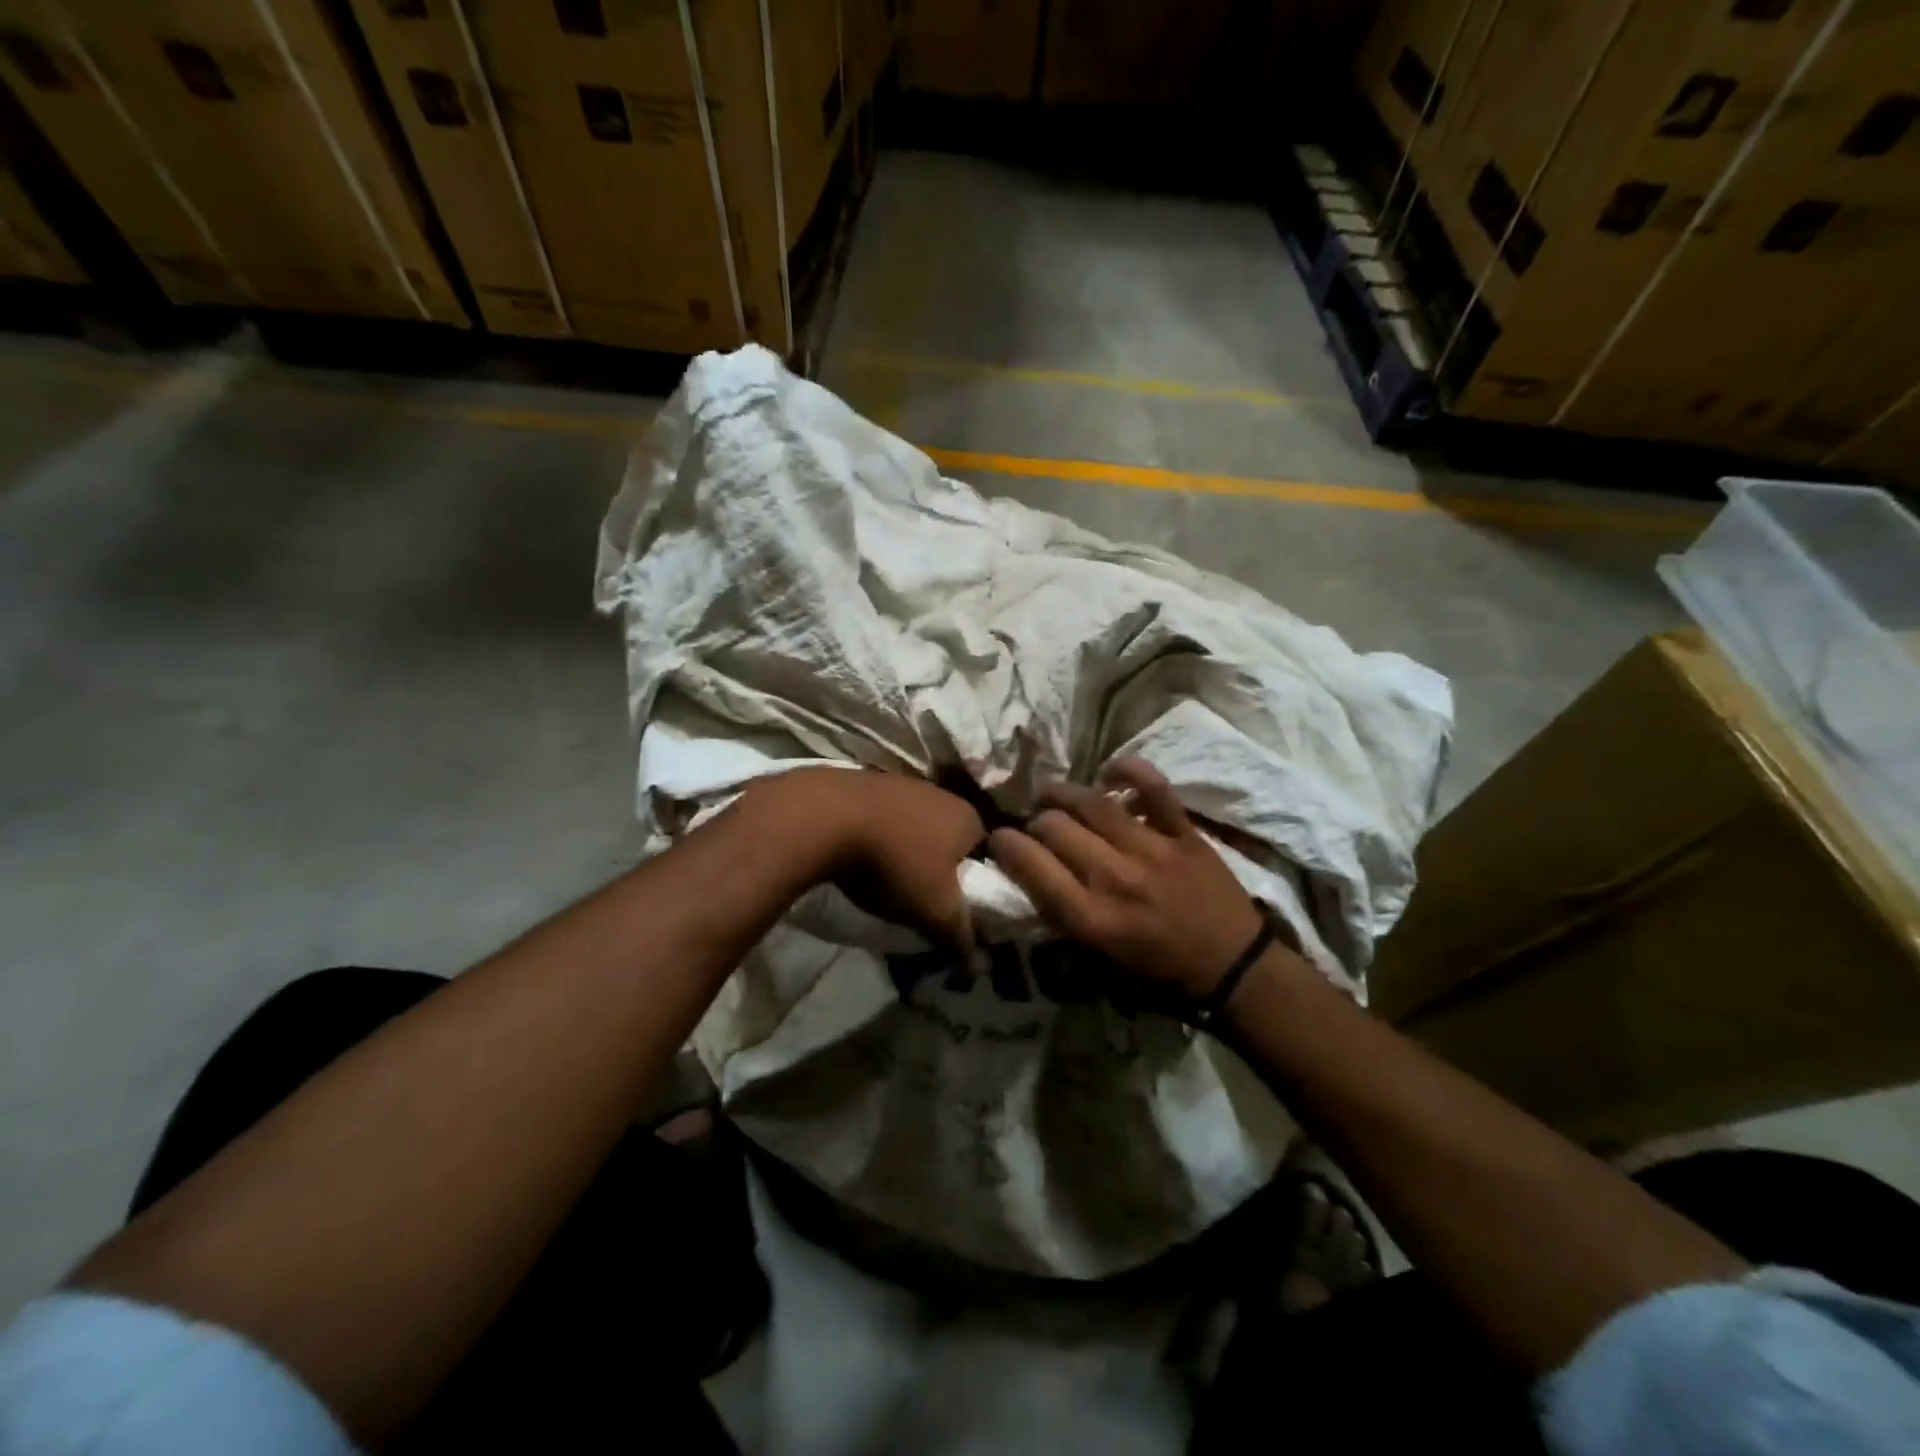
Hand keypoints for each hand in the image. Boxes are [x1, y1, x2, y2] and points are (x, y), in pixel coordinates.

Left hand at [753, 767, 985, 944]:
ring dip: (906, 850)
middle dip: (939, 866)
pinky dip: (879, 837)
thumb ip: (962, 936)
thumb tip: (978, 965)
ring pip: (915, 826)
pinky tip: (862, 857)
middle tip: (923, 898)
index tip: (958, 906)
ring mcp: (902, 784)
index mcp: (969, 817)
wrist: (827, 817)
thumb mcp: (936, 910)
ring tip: (889, 880)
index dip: (976, 883)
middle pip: (949, 838)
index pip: (987, 854)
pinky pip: (884, 818)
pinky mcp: (866, 783)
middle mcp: (941, 794)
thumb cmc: (896, 862)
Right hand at [987, 759, 1266, 998]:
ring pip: (1093, 804)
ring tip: (1053, 794)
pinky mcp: (1184, 835)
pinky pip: (1154, 790)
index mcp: (1091, 917)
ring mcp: (1151, 851)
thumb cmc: (1161, 974)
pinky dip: (1130, 772)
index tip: (1000, 839)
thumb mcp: (1100, 961)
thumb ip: (1064, 919)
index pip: (1031, 865)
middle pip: (1055, 827)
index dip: (1005, 844)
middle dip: (1035, 821)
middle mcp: (1114, 878)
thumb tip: (1032, 879)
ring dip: (1064, 793)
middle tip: (1037, 825)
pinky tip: (1109, 772)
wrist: (1234, 969)